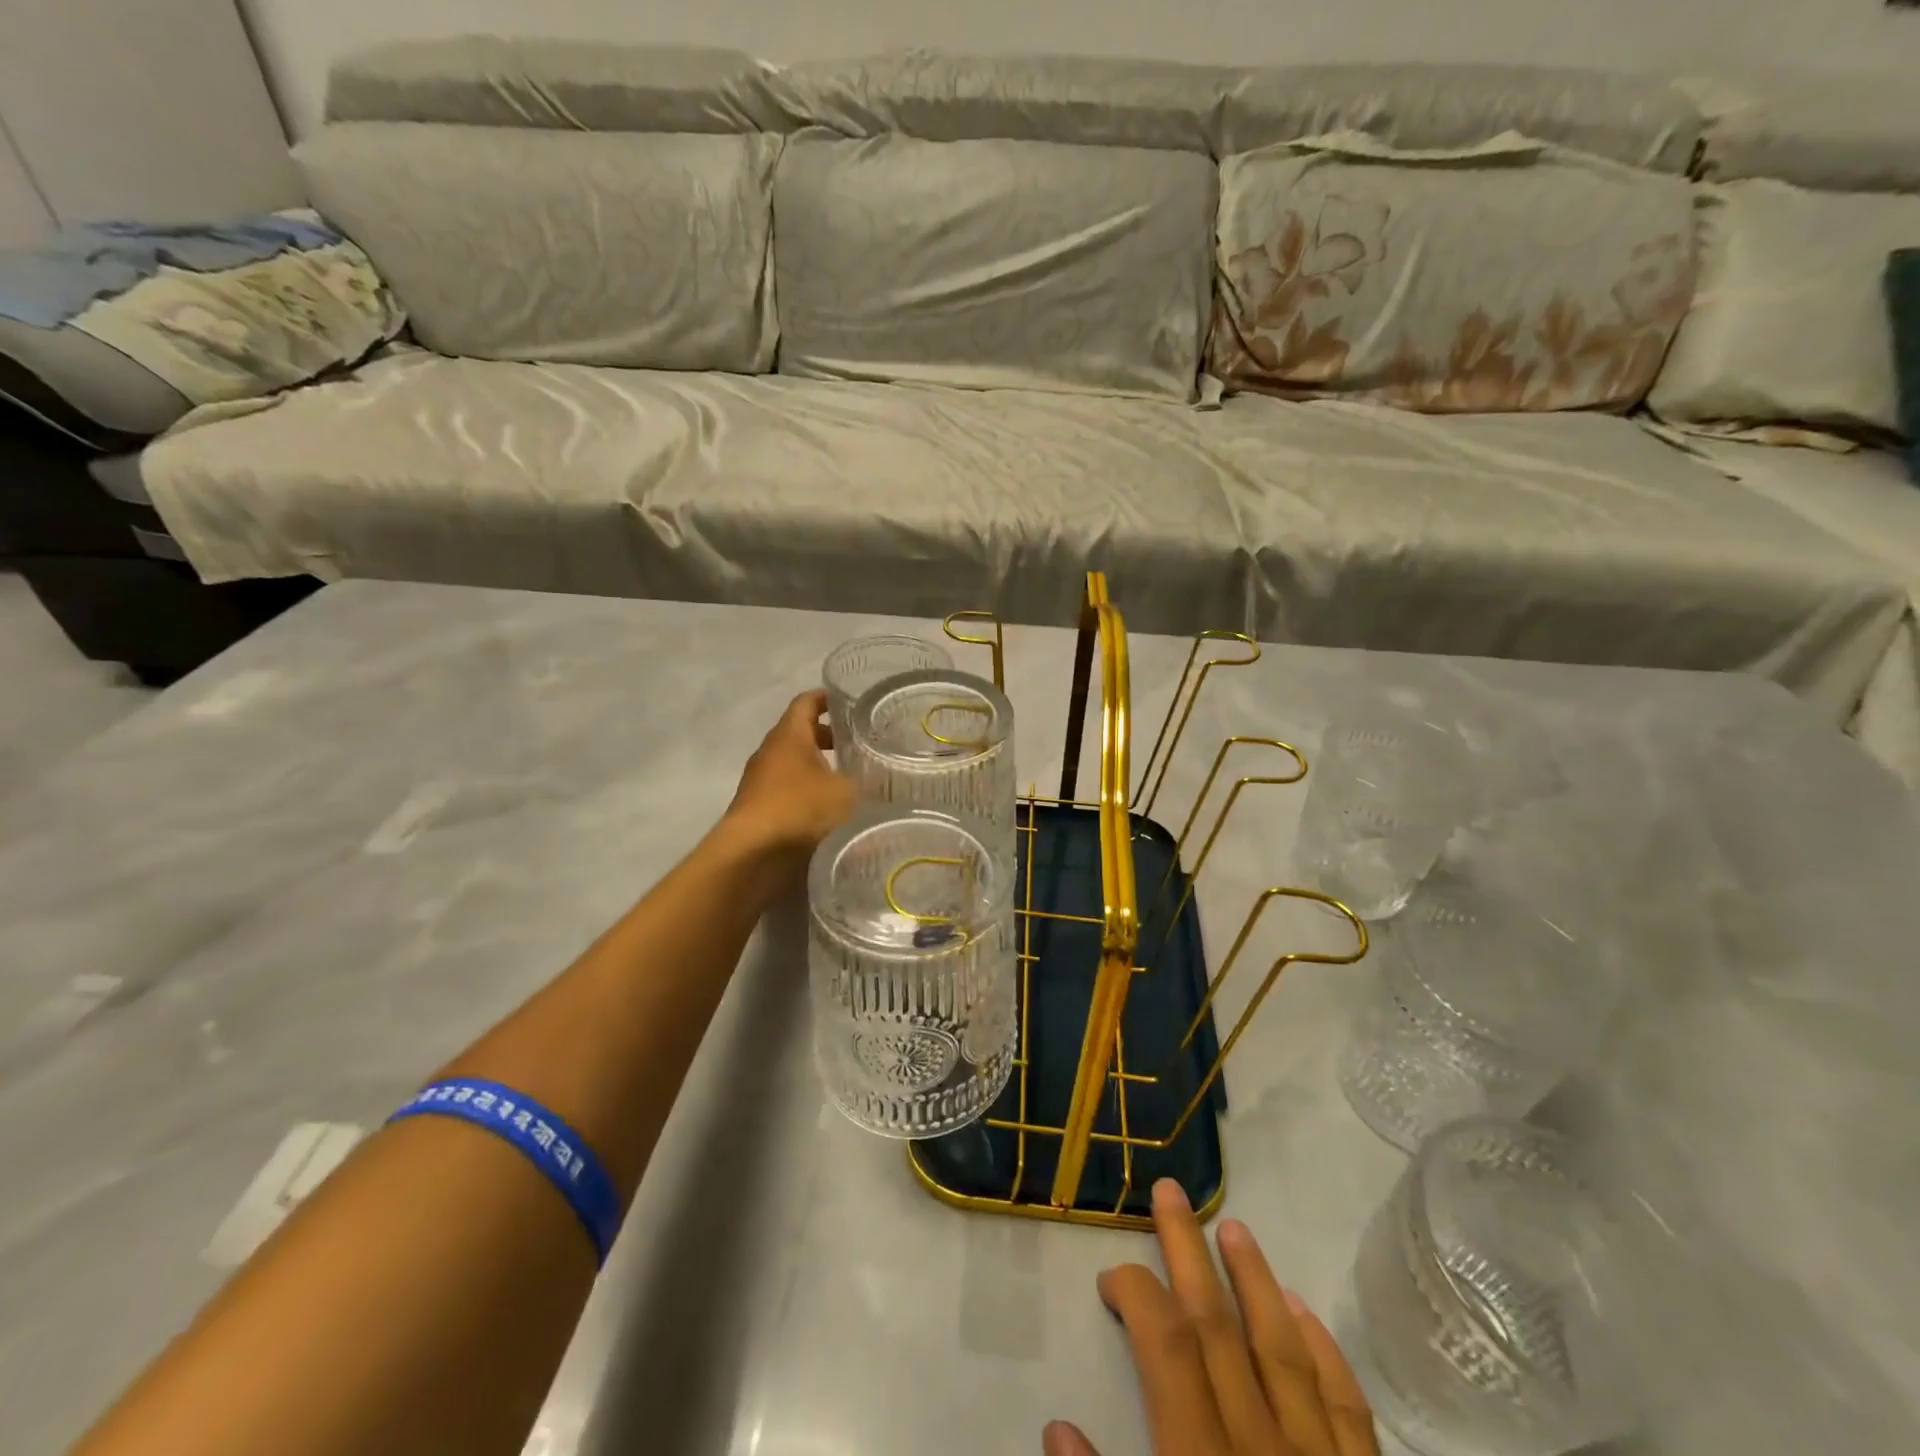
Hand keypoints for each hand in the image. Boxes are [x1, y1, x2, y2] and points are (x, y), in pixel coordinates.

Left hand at [724, 689, 855, 857]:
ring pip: (794, 764)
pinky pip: (788, 789)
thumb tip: (881, 780)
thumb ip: (865, 782)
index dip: (827, 697)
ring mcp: (760, 782)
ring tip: (850, 778)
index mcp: (789, 735)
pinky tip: (830, 809)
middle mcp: (770, 752)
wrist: (750, 856)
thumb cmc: (799, 810)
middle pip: (800, 733)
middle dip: (829, 736)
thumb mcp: (846, 793)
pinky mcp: (759, 809)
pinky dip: (809, 791)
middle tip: (859, 743)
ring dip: (819, 767)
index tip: (849, 700)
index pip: (806, 702)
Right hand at [1045, 1179, 1377, 1455]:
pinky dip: (1324, 1351)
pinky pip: (1349, 1410)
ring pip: (1285, 1350)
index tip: (1113, 1276)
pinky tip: (1304, 1311)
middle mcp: (1263, 1455)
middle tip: (1169, 1189)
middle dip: (1188, 1252)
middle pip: (1221, 1328)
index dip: (1139, 1294)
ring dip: (1255, 1281)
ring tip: (1233, 1226)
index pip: (1169, 1348)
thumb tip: (1057, 1432)